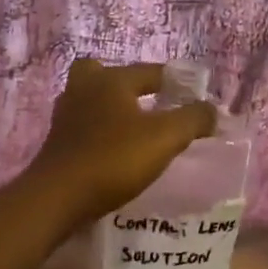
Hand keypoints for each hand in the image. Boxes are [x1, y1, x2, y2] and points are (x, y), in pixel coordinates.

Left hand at [25, 59, 217, 228]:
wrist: (58, 197)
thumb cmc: (114, 159)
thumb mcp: (165, 138)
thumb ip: (193, 119)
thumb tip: (211, 109)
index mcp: (110, 80)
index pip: (149, 71)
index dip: (174, 81)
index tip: (192, 94)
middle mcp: (84, 89)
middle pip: (103, 74)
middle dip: (126, 84)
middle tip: (147, 102)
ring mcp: (65, 116)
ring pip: (90, 100)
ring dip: (110, 108)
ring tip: (134, 128)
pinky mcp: (57, 142)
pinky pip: (83, 126)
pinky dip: (99, 131)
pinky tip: (114, 150)